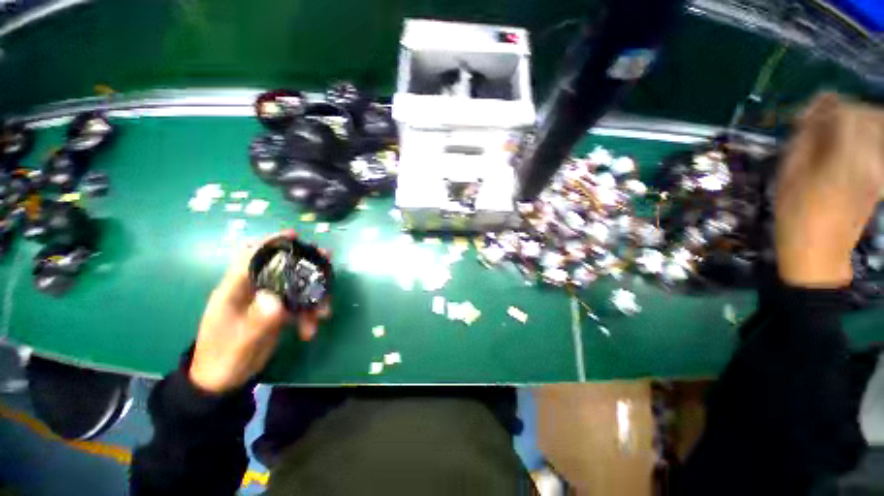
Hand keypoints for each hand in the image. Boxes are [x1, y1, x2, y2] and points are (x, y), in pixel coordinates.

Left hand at [189, 231, 329, 393]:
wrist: (223, 381)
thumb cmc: (223, 358)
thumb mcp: (239, 342)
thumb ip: (257, 320)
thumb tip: (276, 299)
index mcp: (236, 289)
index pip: (251, 256)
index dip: (271, 243)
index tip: (294, 235)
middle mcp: (254, 290)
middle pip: (282, 267)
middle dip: (306, 263)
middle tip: (327, 260)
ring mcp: (268, 301)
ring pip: (296, 287)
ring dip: (314, 297)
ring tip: (325, 313)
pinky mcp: (278, 313)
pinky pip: (299, 306)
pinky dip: (309, 315)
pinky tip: (311, 330)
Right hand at [775, 93, 883, 287]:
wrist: (818, 251)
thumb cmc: (795, 214)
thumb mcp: (789, 174)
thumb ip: (805, 139)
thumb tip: (814, 112)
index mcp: (845, 160)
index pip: (847, 114)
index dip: (826, 107)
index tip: (806, 115)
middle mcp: (871, 160)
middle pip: (868, 116)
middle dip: (844, 110)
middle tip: (820, 120)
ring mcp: (880, 169)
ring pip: (878, 127)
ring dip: (857, 121)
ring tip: (834, 131)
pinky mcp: (881, 177)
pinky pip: (880, 144)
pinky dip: (867, 135)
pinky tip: (849, 144)